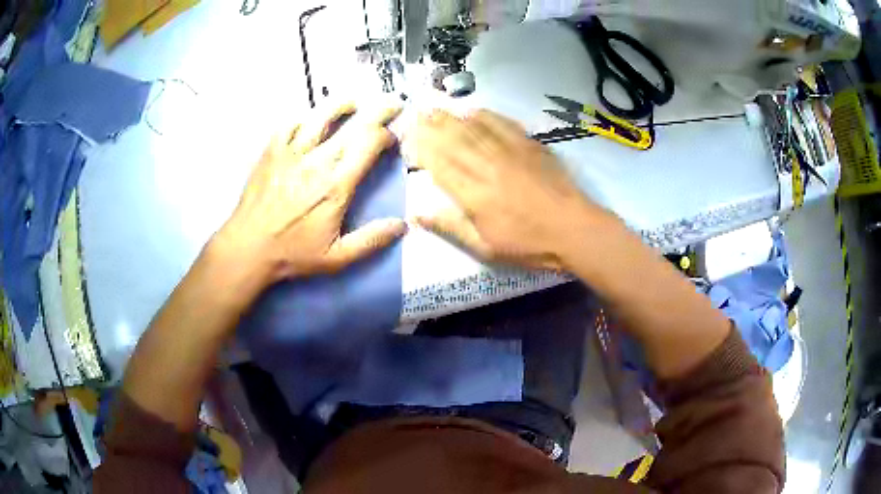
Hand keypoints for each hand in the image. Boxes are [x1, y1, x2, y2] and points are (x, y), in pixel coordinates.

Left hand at [216, 101, 406, 283]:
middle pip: (353, 124)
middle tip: (392, 104)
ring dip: (342, 105)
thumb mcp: (336, 257)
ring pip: (321, 115)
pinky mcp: (272, 151)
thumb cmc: (292, 253)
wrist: (247, 248)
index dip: (387, 135)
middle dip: (378, 110)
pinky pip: (290, 123)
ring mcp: (292, 152)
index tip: (393, 138)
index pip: (369, 144)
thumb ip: (371, 240)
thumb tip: (402, 225)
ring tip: (354, 102)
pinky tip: (311, 119)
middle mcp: (317, 161)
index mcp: (336, 185)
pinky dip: (304, 117)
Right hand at [404, 109, 612, 270]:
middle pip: (452, 140)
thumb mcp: (485, 247)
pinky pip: (503, 124)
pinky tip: (474, 110)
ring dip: (451, 117)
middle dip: (430, 127)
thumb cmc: (528, 243)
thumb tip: (416, 214)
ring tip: (434, 108)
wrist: (574, 229)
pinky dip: (485, 115)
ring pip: (473, 128)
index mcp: (473, 193)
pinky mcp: (530, 145)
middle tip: (414, 114)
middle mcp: (486, 166)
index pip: (438, 164)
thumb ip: (450, 227)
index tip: (407, 140)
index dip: (421, 150)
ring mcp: (509, 152)